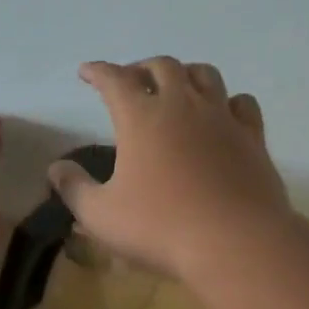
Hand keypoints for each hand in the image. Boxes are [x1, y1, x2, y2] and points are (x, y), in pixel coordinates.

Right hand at [48, 57, 293, 280]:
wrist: (235, 242)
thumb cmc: (160, 227)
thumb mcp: (101, 216)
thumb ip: (74, 189)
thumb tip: (56, 168)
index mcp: (141, 117)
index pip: (114, 79)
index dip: (97, 71)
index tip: (87, 72)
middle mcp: (182, 105)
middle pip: (162, 66)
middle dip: (141, 68)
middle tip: (130, 81)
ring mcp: (222, 118)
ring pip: (205, 75)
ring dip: (184, 74)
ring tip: (175, 88)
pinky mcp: (252, 137)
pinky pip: (241, 103)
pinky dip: (226, 101)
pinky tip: (221, 113)